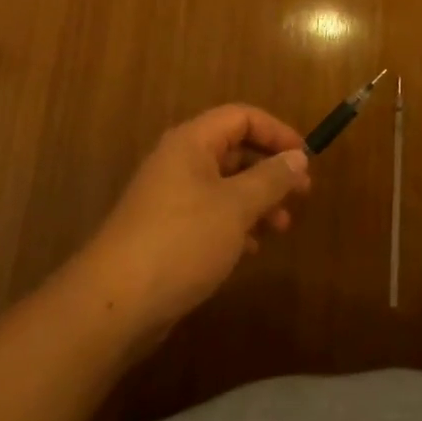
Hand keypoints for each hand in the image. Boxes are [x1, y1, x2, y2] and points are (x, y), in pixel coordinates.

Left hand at [77, 105, 310, 343]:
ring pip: (224, 186)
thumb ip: (271, 178)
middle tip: (302, 195)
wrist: (115, 303)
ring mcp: (169, 198)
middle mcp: (179, 162)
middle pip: (233, 150)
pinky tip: (251, 249)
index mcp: (192, 142)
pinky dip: (235, 224)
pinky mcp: (165, 232)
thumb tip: (298, 157)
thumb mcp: (236, 206)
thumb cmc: (182, 240)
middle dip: (270, 170)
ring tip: (282, 227)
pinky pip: (209, 215)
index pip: (241, 117)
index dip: (276, 131)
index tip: (306, 158)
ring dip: (256, 201)